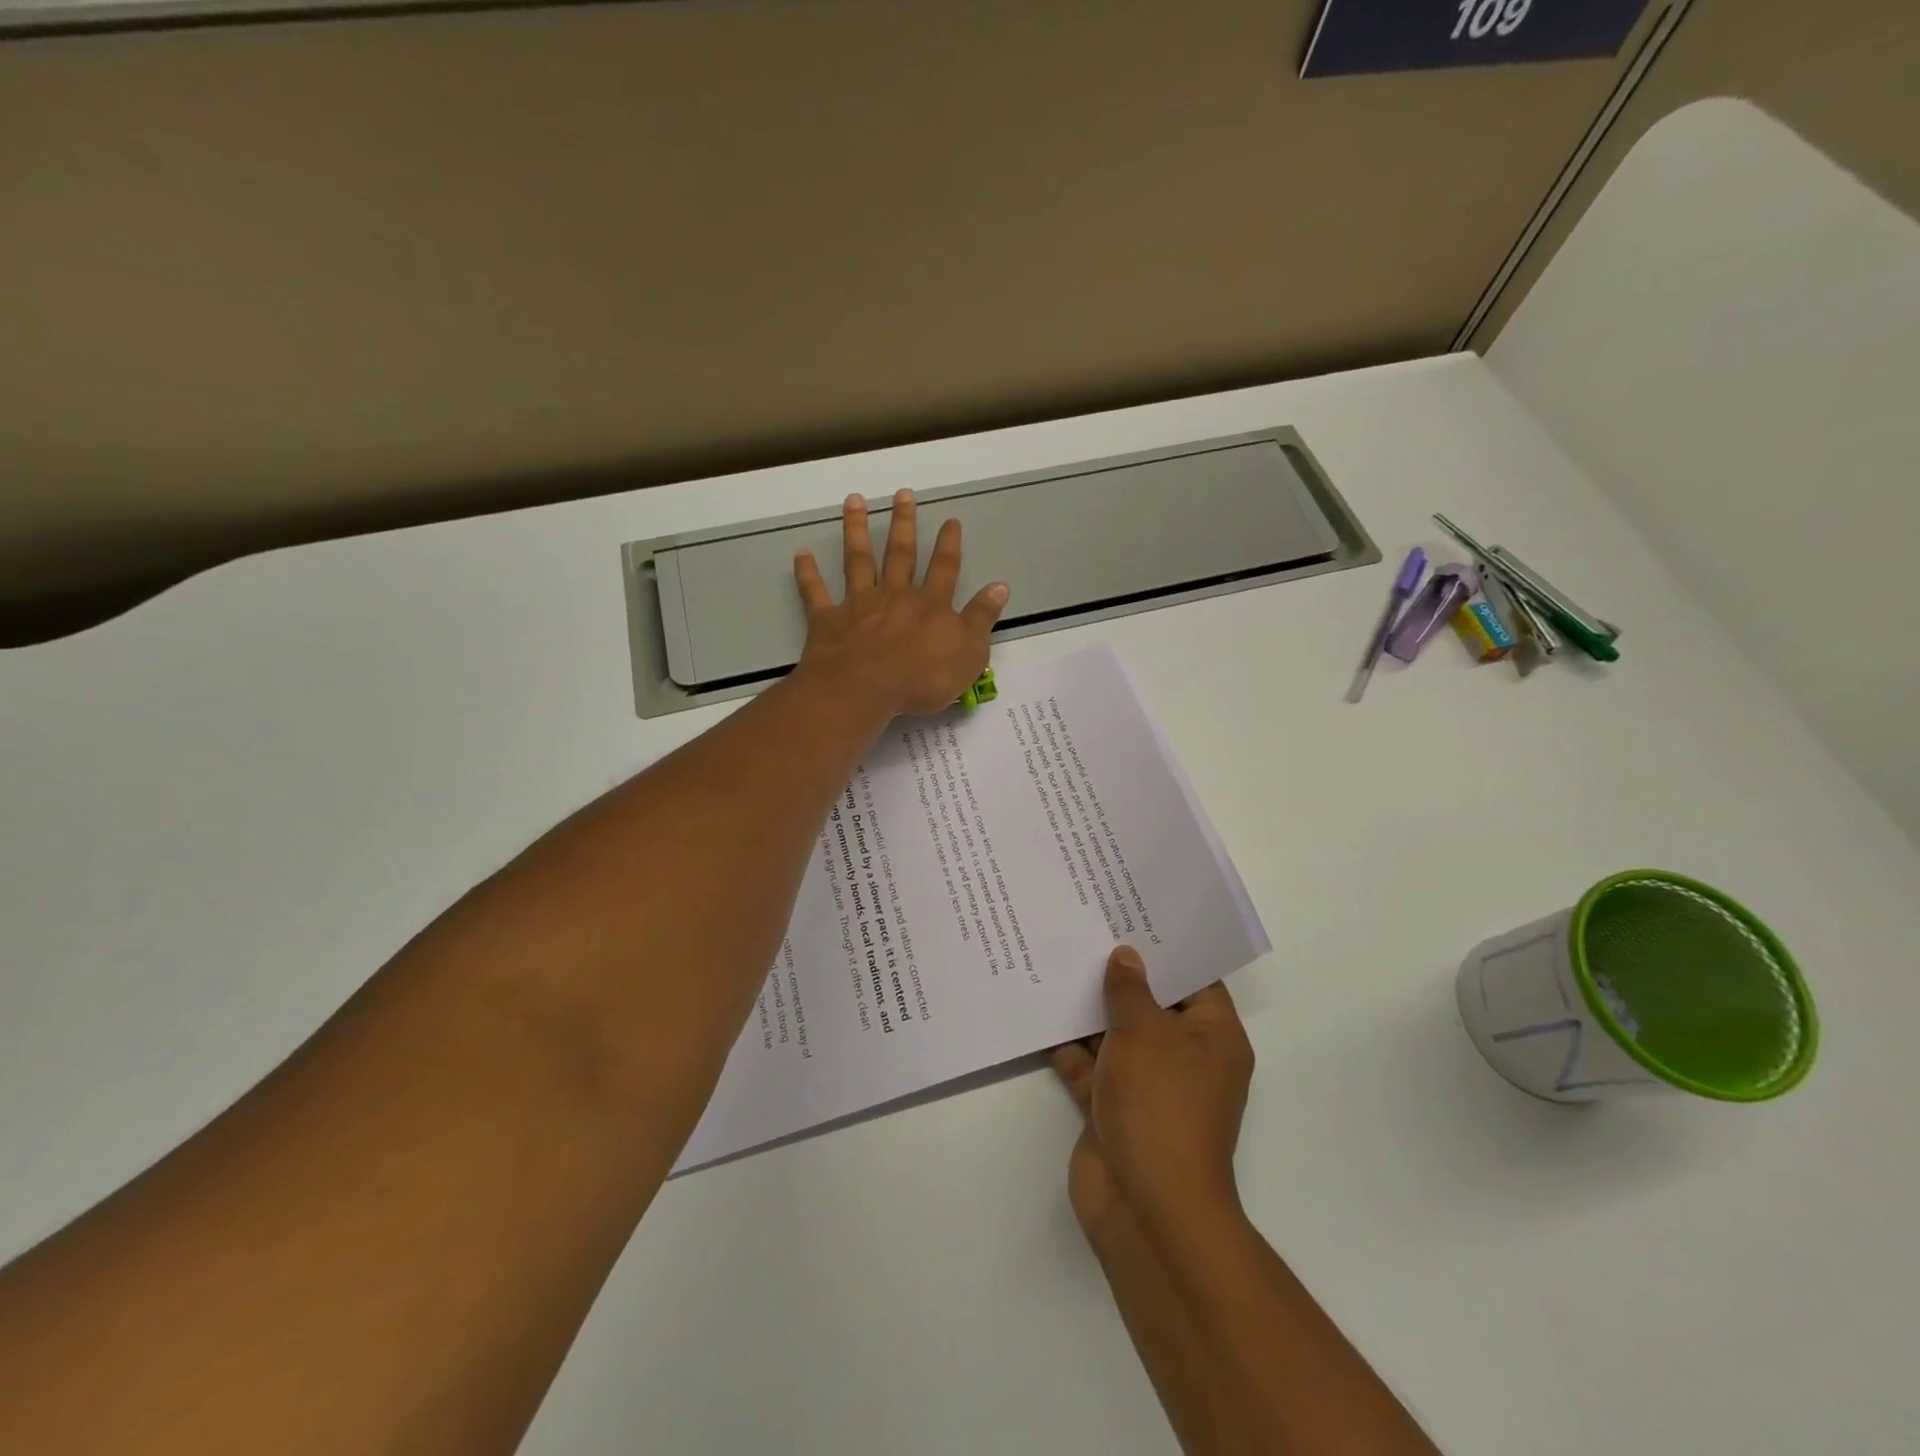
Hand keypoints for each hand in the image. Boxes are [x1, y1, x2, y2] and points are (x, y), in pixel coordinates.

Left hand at [793, 490, 1009, 716]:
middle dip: (903, 522)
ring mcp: (859, 604)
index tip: (950, 520)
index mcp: (930, 604)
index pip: (944, 568)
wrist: (865, 689)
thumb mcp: (969, 653)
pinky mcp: (828, 620)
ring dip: (856, 529)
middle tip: (902, 494)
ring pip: (858, 560)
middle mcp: (895, 595)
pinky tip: (801, 554)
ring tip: (854, 500)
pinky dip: (808, 574)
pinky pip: (815, 593)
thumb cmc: (922, 677)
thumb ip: (982, 618)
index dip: (949, 543)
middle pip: (900, 553)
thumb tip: (1000, 586)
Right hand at [1050, 947, 1253, 1243]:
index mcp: (1212, 1037)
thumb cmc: (1161, 1105)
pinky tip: (1040, 1012)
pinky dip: (1069, 1047)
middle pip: (1151, 1004)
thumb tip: (1125, 956)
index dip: (1165, 948)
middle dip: (1119, 974)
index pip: (1194, 979)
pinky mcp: (1112, 1109)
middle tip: (1086, 927)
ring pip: (1116, 1035)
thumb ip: (1130, 990)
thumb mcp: (1146, 1032)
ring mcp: (1147, 1085)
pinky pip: (1089, 1067)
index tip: (1132, 914)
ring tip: (1057, 959)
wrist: (1145, 1207)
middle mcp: (1183, 1058)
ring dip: (1089, 1009)